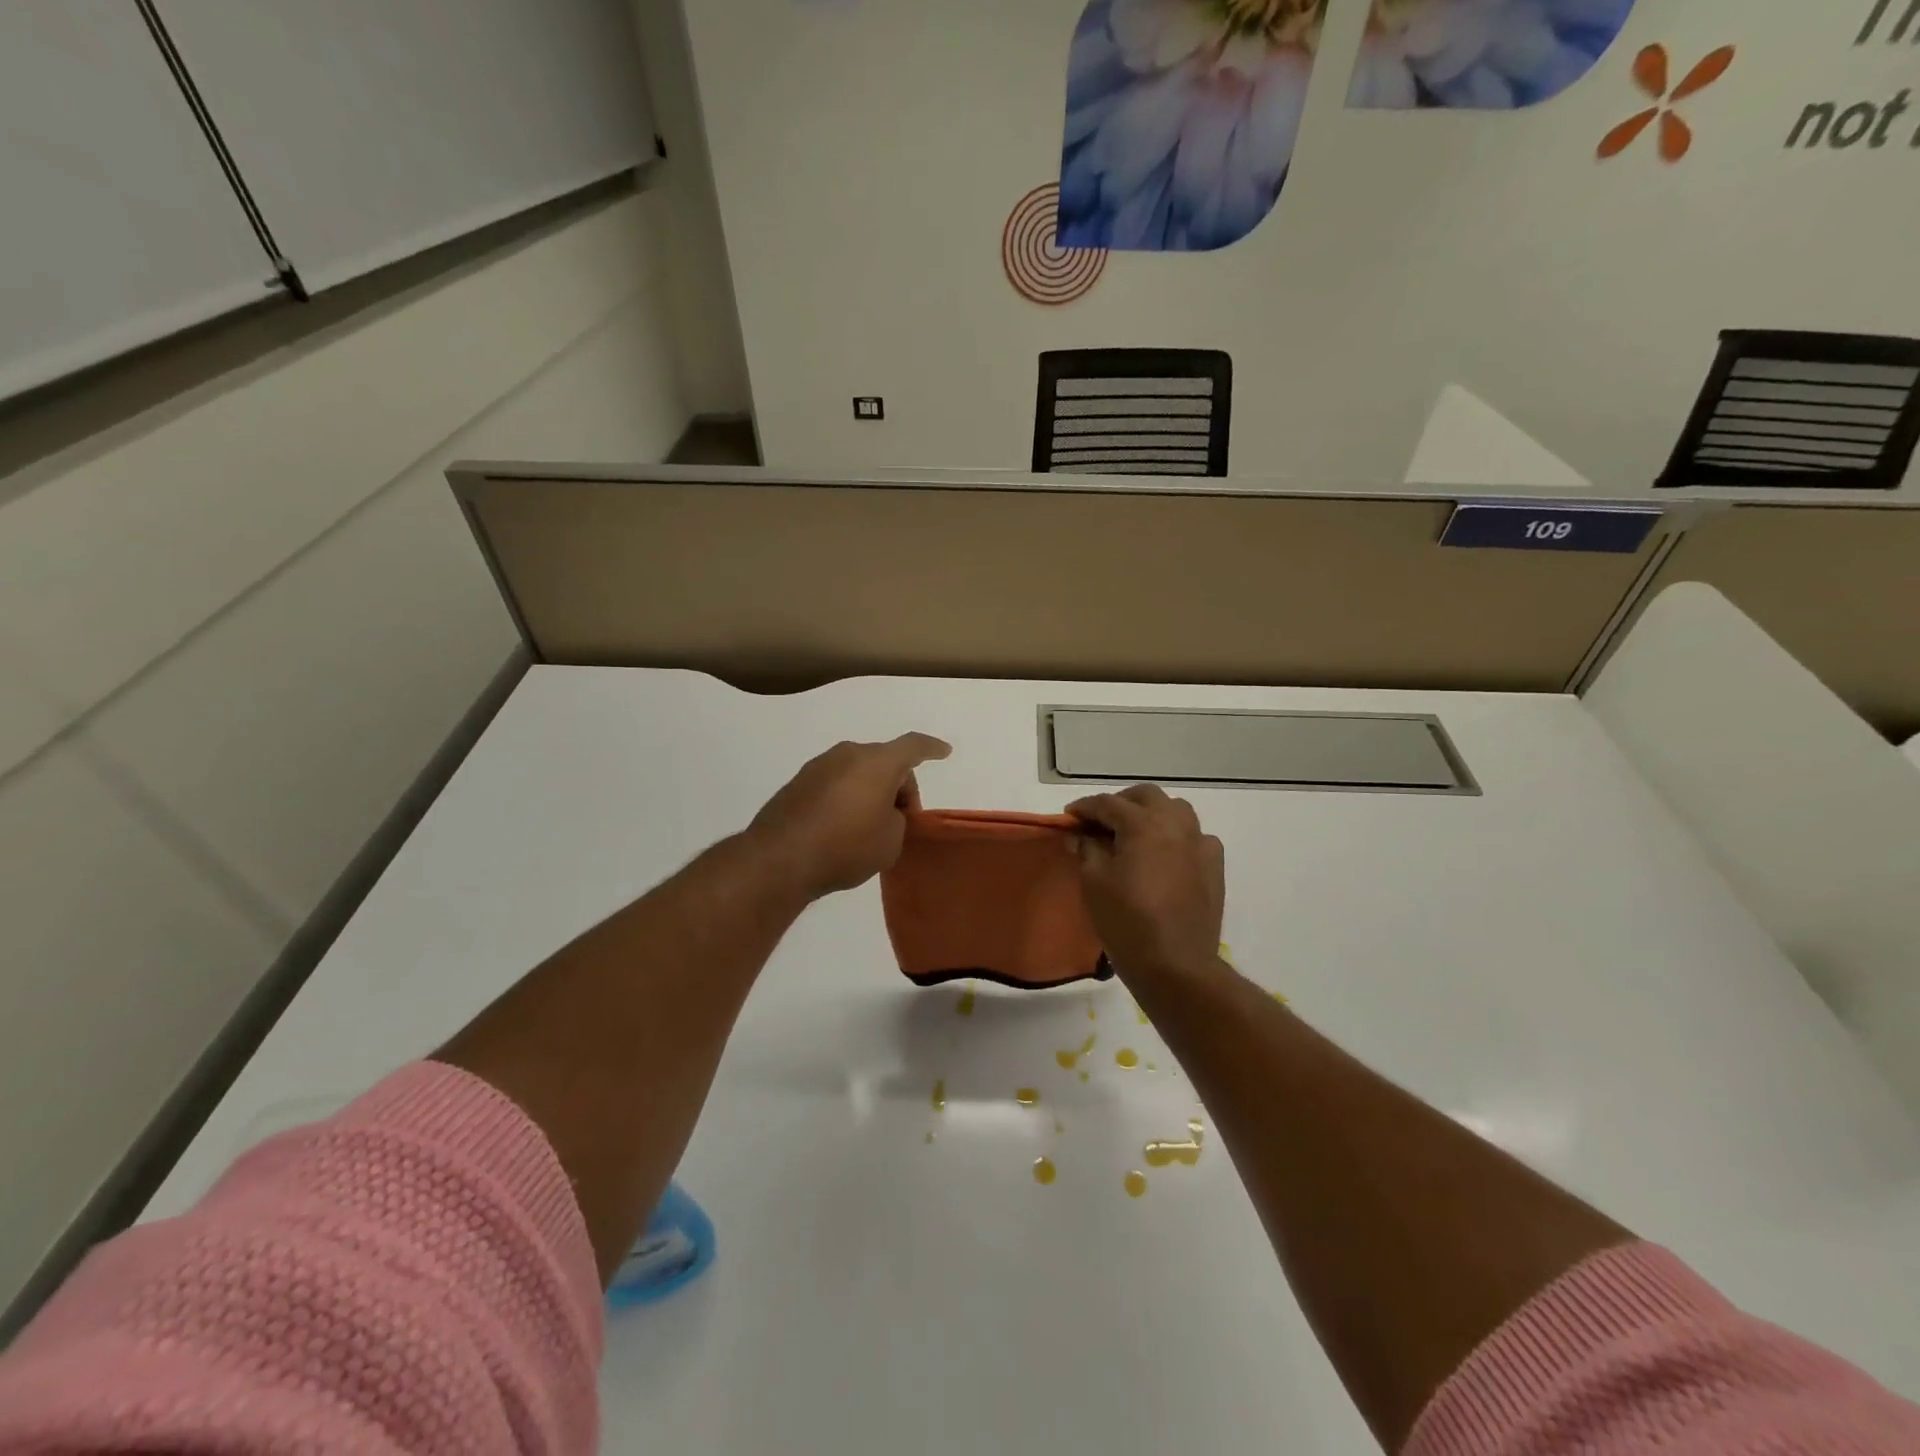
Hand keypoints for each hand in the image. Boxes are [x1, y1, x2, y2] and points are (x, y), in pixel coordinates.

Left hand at [747, 733, 951, 899]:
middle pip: (884, 761)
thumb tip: (881, 813)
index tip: (944, 751)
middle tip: (901, 818)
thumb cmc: (846, 846)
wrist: (780, 859)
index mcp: (878, 762)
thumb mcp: (890, 841)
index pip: (913, 746)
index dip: (931, 748)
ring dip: (870, 791)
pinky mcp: (797, 784)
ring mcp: (818, 766)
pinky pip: (834, 784)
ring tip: (869, 826)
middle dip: (898, 785)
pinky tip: (842, 828)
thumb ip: (896, 820)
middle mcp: (847, 754)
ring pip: (857, 771)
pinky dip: (845, 798)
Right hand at [1068, 784, 1224, 980]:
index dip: (1085, 807)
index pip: (1108, 803)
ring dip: (1152, 814)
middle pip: (1146, 796)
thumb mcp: (1094, 882)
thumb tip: (1082, 836)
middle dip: (1121, 803)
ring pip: (1176, 810)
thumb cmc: (1126, 921)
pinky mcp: (1214, 867)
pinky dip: (1177, 837)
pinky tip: (1165, 855)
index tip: (1069, 817)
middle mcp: (1176, 824)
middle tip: (1100, 821)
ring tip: (1133, 834)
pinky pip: (1195, 837)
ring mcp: (1200, 844)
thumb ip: (1087, 850)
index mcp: (1143, 824)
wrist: (1175, 965)